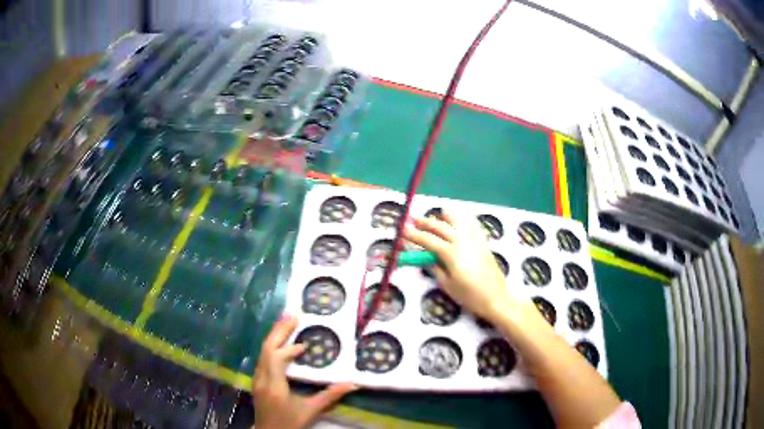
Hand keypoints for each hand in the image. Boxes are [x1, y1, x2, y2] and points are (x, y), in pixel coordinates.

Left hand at [252, 315, 357, 428]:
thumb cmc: (289, 422)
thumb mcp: (311, 411)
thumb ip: (330, 396)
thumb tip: (352, 384)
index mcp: (274, 385)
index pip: (276, 359)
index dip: (289, 349)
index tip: (304, 346)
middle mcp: (262, 378)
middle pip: (266, 349)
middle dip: (278, 331)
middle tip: (292, 315)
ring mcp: (257, 378)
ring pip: (262, 352)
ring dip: (274, 336)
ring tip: (286, 322)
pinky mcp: (257, 380)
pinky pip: (263, 357)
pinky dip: (272, 346)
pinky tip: (280, 342)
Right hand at [403, 212, 527, 319]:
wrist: (496, 297)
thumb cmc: (469, 295)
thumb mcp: (447, 285)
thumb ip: (435, 268)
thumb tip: (428, 258)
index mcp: (450, 253)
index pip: (428, 240)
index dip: (414, 235)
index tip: (403, 230)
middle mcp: (461, 241)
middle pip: (440, 227)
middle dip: (425, 223)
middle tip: (414, 220)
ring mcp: (474, 239)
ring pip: (457, 221)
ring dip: (444, 217)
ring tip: (438, 214)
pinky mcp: (483, 242)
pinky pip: (470, 225)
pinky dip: (462, 221)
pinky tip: (458, 221)